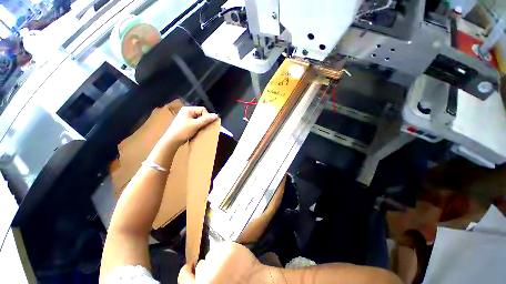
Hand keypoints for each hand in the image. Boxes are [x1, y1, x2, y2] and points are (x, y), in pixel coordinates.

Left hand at [164, 106, 218, 144]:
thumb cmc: (183, 131)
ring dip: (202, 124)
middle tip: (204, 127)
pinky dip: (198, 127)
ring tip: (201, 129)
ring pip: (199, 119)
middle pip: (201, 114)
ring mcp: (186, 118)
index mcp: (188, 109)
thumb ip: (206, 119)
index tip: (206, 123)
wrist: (172, 140)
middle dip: (204, 120)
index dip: (206, 116)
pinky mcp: (186, 124)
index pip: (202, 109)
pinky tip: (198, 131)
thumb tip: (216, 115)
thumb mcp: (196, 124)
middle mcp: (187, 112)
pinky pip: (196, 123)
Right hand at [178, 242, 263, 283]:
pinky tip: (234, 258)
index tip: (190, 267)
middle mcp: (205, 274)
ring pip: (212, 254)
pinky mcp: (227, 248)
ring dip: (218, 259)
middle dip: (208, 267)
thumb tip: (198, 273)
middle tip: (218, 269)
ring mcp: (217, 259)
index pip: (184, 277)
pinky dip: (227, 251)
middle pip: (200, 265)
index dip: (186, 271)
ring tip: (229, 265)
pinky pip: (222, 247)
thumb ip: (205, 281)